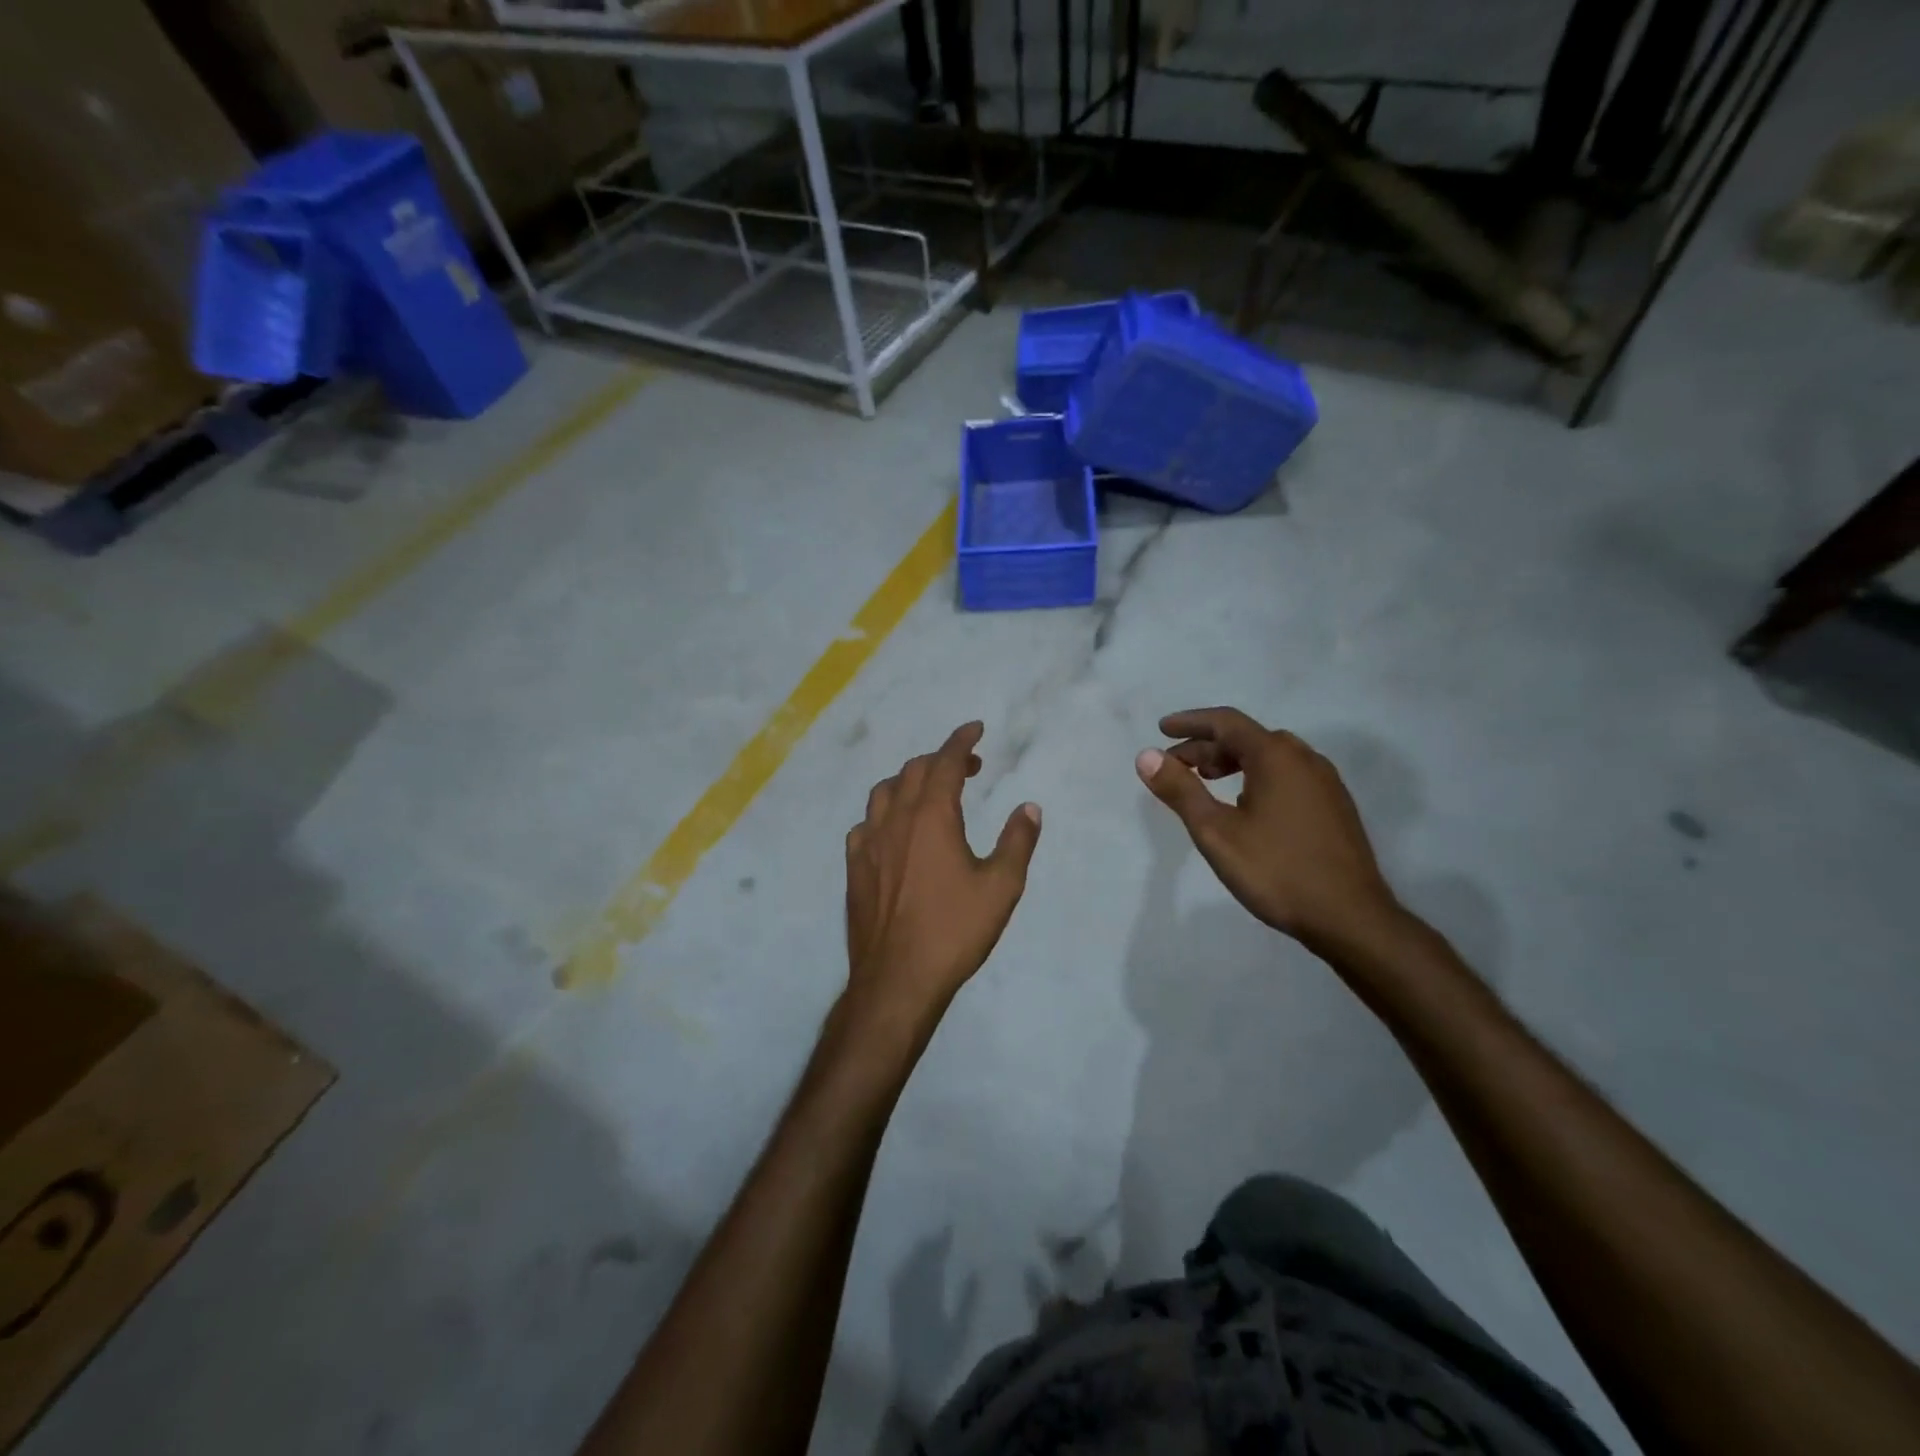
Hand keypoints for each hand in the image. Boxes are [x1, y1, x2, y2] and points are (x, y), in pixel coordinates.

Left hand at [845, 722, 1041, 1022]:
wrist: (897, 978)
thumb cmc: (954, 930)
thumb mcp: (1001, 887)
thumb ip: (1017, 841)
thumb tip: (1029, 808)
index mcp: (932, 816)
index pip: (944, 761)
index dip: (961, 740)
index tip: (975, 728)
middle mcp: (896, 819)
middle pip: (913, 771)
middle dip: (940, 759)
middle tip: (967, 767)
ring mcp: (868, 843)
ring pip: (884, 793)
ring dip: (908, 781)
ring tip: (929, 792)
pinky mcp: (853, 868)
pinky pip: (865, 824)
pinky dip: (884, 814)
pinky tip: (893, 832)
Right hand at [1136, 707, 1398, 954]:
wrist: (1351, 918)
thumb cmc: (1276, 870)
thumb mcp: (1216, 832)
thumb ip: (1180, 790)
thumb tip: (1146, 756)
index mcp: (1276, 756)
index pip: (1226, 722)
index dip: (1191, 722)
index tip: (1162, 730)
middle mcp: (1305, 759)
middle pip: (1248, 738)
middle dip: (1207, 746)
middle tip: (1177, 766)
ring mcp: (1325, 783)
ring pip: (1270, 757)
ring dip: (1233, 761)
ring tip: (1207, 781)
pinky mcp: (1335, 807)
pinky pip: (1288, 775)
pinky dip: (1257, 776)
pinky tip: (1246, 805)